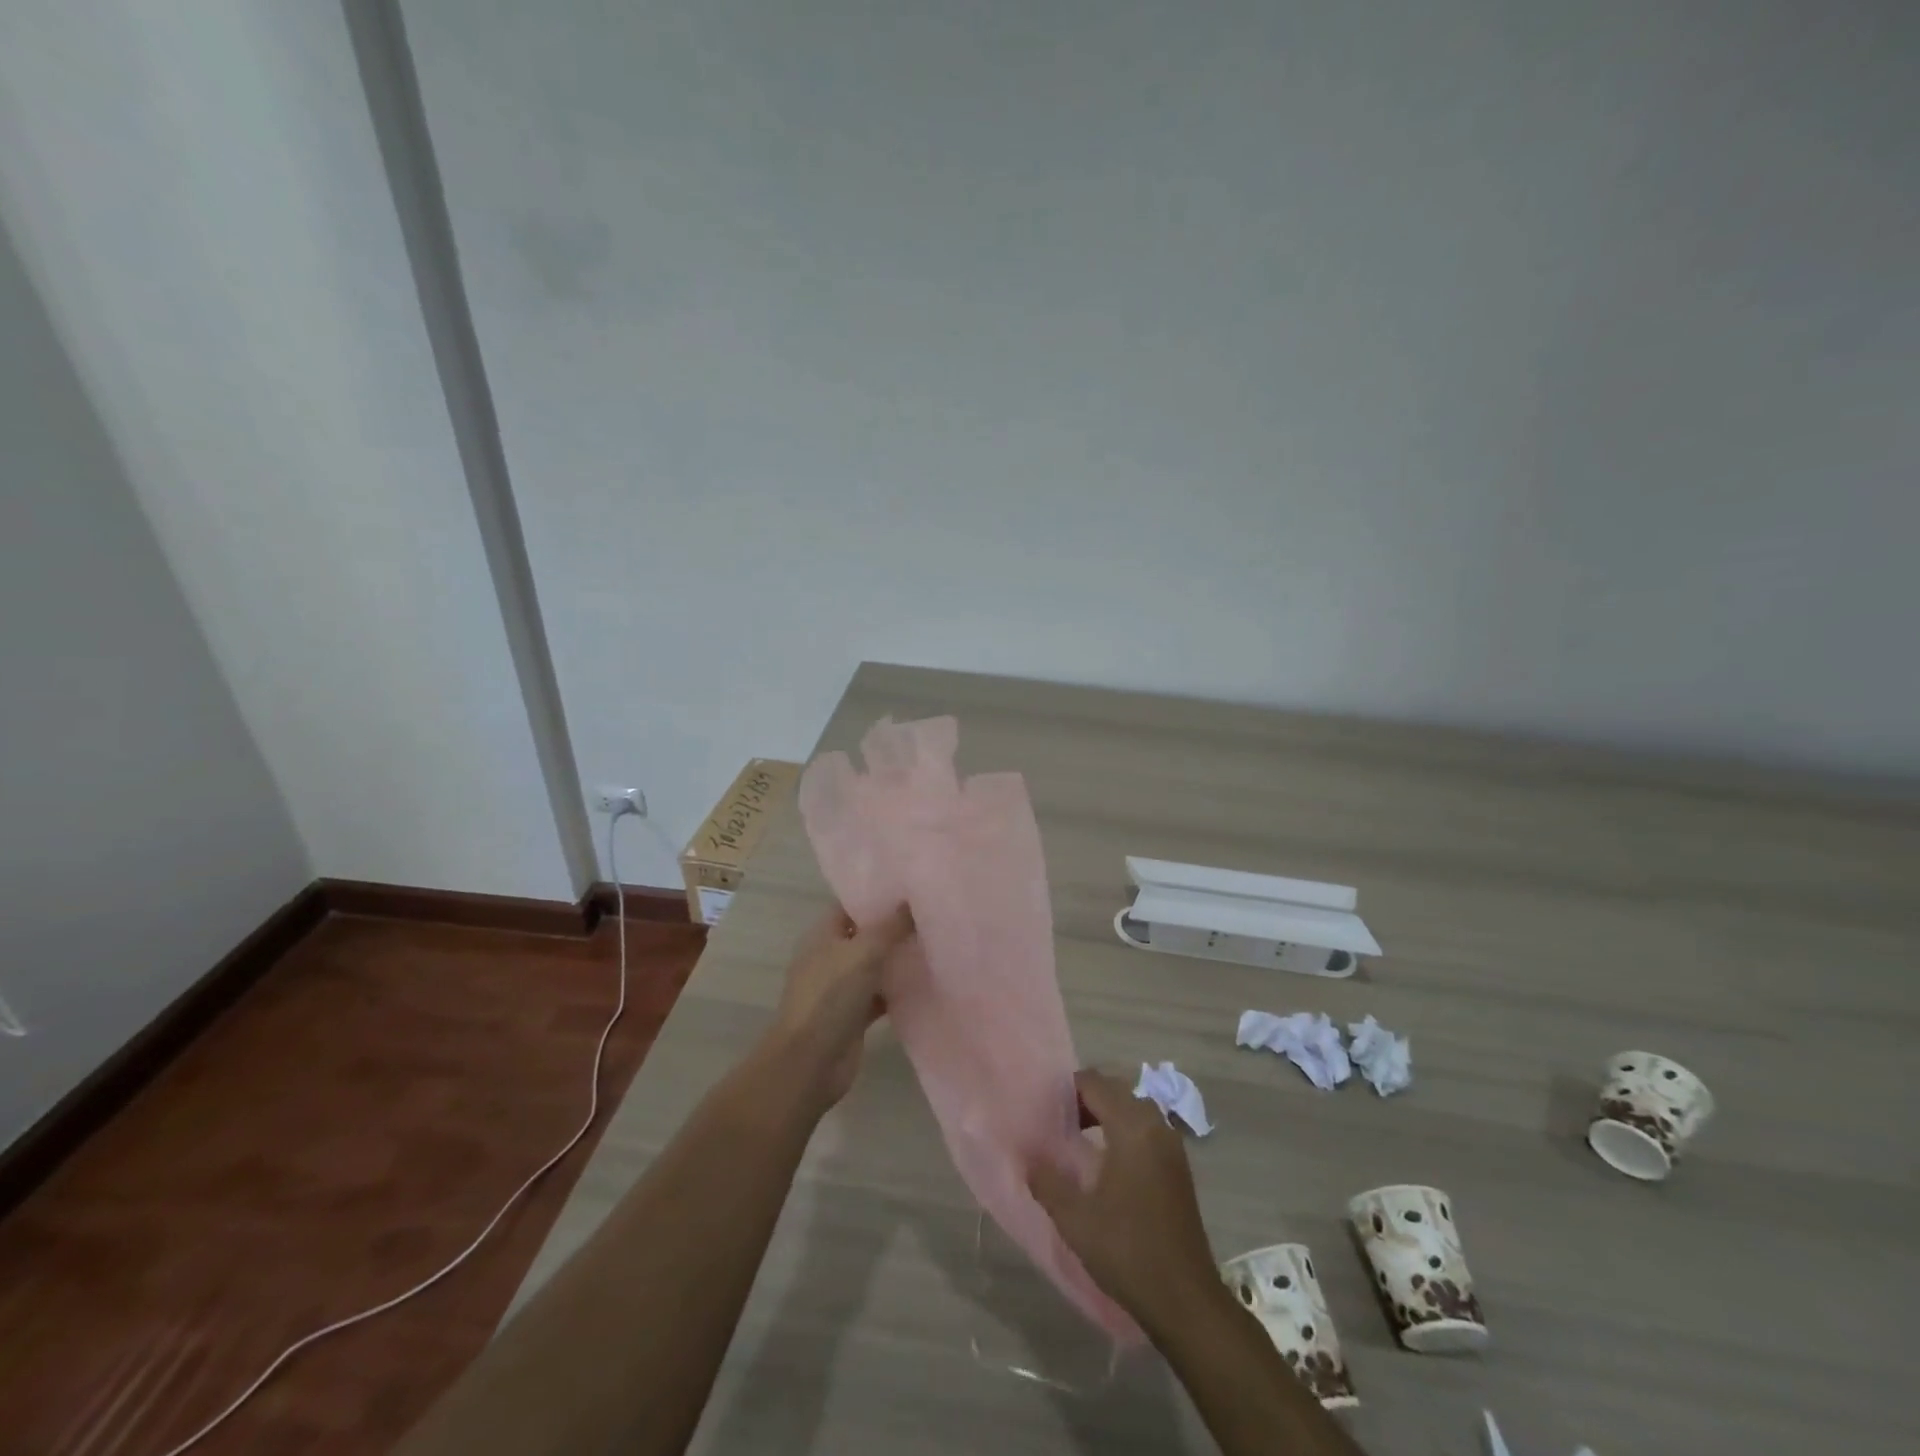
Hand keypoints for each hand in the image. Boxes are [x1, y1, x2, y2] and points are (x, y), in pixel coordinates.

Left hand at [769, 902, 912, 1105]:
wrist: (809, 1063)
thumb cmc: (830, 997)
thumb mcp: (864, 952)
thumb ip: (890, 927)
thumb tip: (910, 901)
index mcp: (822, 935)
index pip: (851, 906)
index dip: (877, 896)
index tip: (911, 889)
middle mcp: (829, 958)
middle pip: (865, 935)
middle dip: (894, 927)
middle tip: (931, 915)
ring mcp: (840, 989)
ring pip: (874, 966)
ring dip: (898, 959)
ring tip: (935, 943)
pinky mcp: (853, 1016)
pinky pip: (880, 995)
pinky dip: (898, 990)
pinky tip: (925, 982)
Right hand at [1029, 1068, 1220, 1332]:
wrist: (1185, 1300)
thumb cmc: (1128, 1251)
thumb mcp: (1075, 1218)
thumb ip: (1047, 1180)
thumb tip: (1027, 1155)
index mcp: (1132, 1127)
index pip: (1094, 1083)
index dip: (1066, 1090)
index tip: (1044, 1111)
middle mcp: (1155, 1125)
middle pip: (1115, 1090)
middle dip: (1085, 1100)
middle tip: (1057, 1125)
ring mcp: (1172, 1145)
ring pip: (1132, 1109)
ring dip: (1105, 1114)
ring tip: (1077, 1141)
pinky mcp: (1178, 1166)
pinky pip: (1146, 1129)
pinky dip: (1123, 1131)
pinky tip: (1105, 1163)